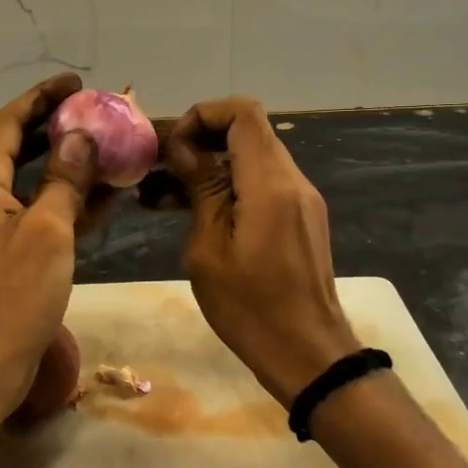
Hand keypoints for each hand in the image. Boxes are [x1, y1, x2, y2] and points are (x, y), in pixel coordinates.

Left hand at [0, 74, 102, 437]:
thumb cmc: (10, 297)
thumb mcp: (46, 231)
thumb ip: (64, 179)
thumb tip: (81, 136)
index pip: (9, 123)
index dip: (41, 98)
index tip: (75, 82)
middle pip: (19, 148)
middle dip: (57, 128)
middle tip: (98, 112)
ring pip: (35, 183)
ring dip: (70, 166)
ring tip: (111, 148)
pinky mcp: (9, 255)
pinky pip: (42, 215)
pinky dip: (69, 203)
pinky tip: (107, 195)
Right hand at [165, 97, 357, 407]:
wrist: (308, 355)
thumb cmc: (251, 308)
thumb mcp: (209, 249)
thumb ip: (200, 188)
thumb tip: (183, 147)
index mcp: (269, 183)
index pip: (242, 112)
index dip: (203, 115)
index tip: (173, 147)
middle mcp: (291, 180)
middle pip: (246, 131)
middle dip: (199, 140)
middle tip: (159, 170)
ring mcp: (299, 199)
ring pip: (250, 158)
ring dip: (208, 166)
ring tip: (160, 194)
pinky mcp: (298, 218)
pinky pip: (260, 184)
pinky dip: (227, 186)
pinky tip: (189, 211)